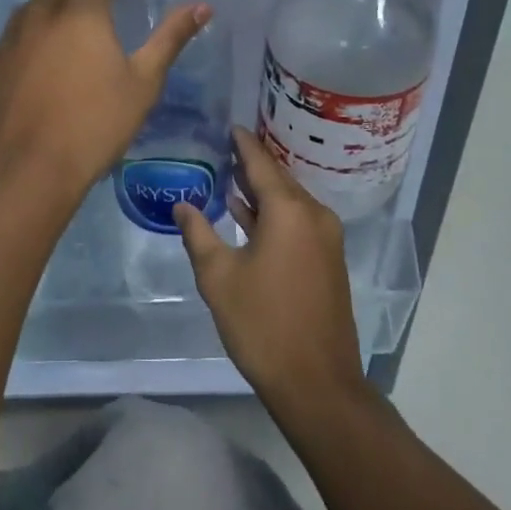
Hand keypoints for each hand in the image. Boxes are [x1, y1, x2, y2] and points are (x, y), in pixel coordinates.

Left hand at [0, 0, 209, 208]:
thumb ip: (170, 38)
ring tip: (72, 9)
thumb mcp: (143, 83)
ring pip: (35, 1)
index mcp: (81, 11)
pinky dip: (34, 26)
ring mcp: (13, 35)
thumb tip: (202, 6)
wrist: (28, 167)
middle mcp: (42, 12)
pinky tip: (41, 45)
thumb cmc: (95, 124)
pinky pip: (17, 29)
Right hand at [175, 128, 365, 411]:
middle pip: (279, 179)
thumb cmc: (263, 324)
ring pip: (289, 202)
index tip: (229, 126)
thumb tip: (182, 204)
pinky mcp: (328, 260)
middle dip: (252, 164)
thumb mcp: (219, 277)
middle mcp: (313, 216)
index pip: (261, 163)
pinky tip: (249, 215)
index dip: (243, 144)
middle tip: (224, 148)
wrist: (317, 383)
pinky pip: (297, 222)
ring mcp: (325, 239)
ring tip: (230, 176)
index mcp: (289, 211)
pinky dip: (273, 213)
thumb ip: (198, 234)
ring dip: (262, 191)